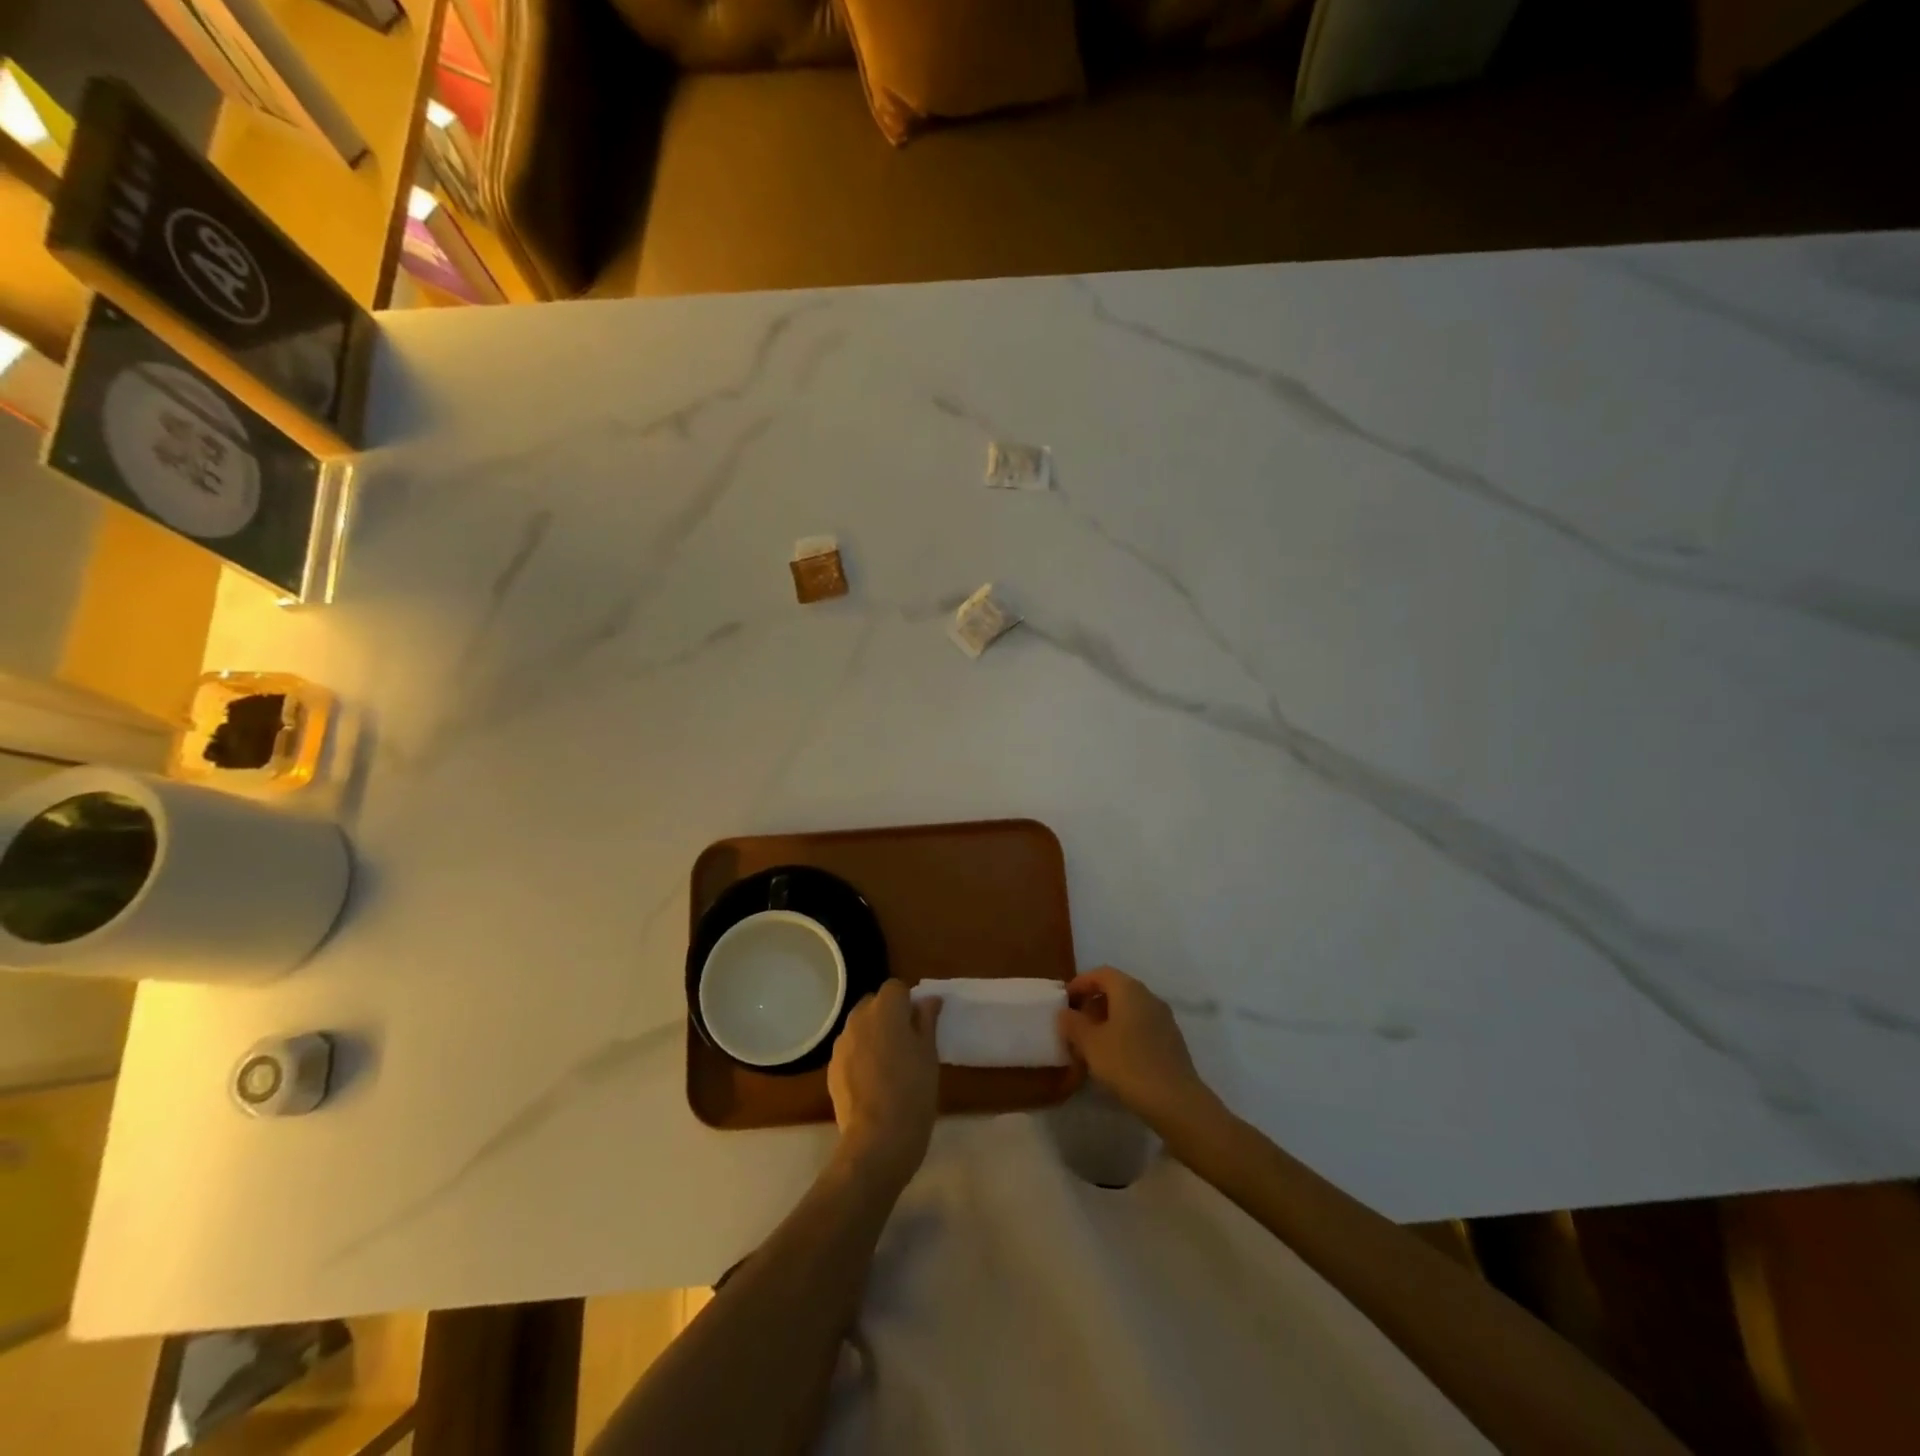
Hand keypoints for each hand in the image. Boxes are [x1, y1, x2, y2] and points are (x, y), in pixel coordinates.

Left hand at [828, 981, 942, 1189]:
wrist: (877, 1139)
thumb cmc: (913, 1092)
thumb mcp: (929, 1054)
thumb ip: (927, 1021)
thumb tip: (929, 1000)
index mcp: (886, 1009)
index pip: (895, 988)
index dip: (908, 1002)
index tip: (919, 1025)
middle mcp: (859, 1019)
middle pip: (874, 1004)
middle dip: (888, 1016)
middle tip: (906, 1044)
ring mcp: (842, 1044)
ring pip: (860, 1028)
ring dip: (873, 1036)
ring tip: (889, 1066)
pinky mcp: (832, 1068)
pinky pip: (850, 1051)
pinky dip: (861, 1057)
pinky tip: (873, 1083)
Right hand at [1058, 967, 1215, 1129]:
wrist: (1175, 1101)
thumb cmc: (1127, 1064)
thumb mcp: (1090, 1044)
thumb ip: (1073, 1024)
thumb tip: (1065, 1013)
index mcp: (1129, 990)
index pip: (1101, 973)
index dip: (1080, 983)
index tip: (1065, 1000)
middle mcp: (1149, 997)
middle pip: (1117, 989)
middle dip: (1093, 1002)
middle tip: (1075, 1023)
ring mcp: (1164, 1019)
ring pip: (1130, 1009)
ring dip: (1109, 1019)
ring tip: (1091, 1042)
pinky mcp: (1172, 1041)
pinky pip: (1142, 1026)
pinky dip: (1124, 1032)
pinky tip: (1115, 1056)